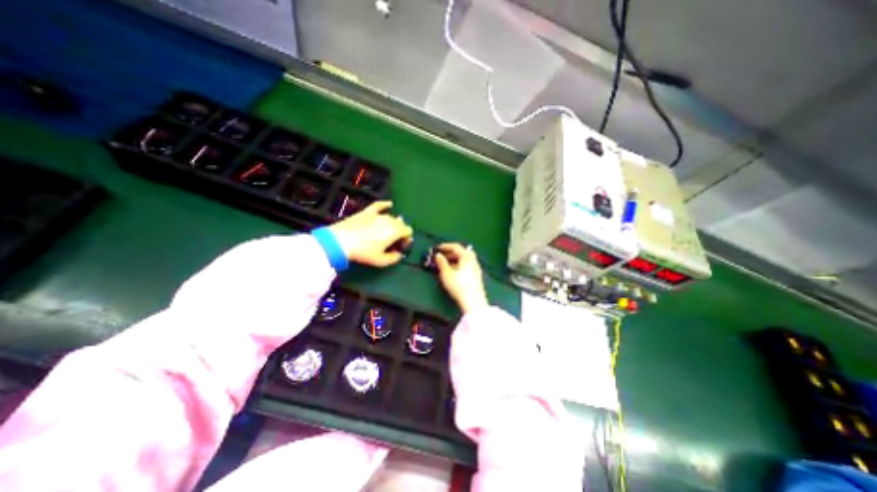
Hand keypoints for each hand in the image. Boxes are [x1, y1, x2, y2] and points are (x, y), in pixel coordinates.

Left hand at [327, 201, 412, 266]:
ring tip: (386, 232)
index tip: (400, 246)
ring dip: (392, 223)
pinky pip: (379, 205)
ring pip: (391, 217)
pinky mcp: (367, 211)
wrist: (341, 241)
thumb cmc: (363, 252)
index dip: (406, 239)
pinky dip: (385, 205)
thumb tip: (399, 255)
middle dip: (400, 231)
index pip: (408, 231)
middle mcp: (389, 220)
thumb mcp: (381, 261)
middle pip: (401, 223)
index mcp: (395, 231)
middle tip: (393, 241)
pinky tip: (389, 204)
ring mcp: (378, 214)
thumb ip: (394, 258)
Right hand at [434, 241, 490, 314]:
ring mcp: (476, 268)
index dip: (446, 246)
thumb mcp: (446, 273)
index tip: (437, 248)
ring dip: (456, 259)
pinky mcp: (477, 277)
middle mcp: (473, 260)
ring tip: (446, 265)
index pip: (456, 247)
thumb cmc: (459, 285)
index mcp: (467, 257)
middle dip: (452, 253)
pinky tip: (454, 272)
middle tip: (442, 256)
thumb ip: (441, 262)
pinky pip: (467, 266)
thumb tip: (438, 255)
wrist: (473, 301)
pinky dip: (460, 265)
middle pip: (463, 252)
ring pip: (465, 260)